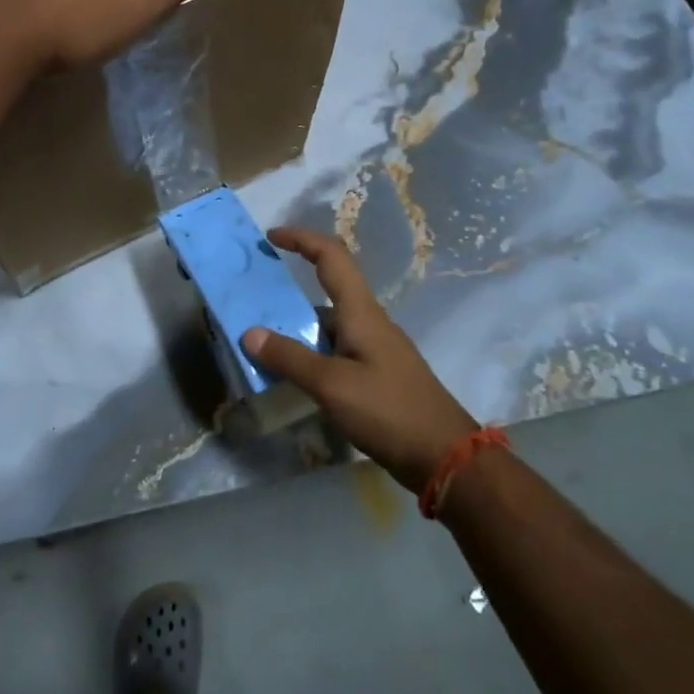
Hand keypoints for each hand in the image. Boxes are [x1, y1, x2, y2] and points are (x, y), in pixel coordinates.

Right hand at [243, 228, 474, 493]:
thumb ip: (290, 358)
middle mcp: (368, 322)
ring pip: (328, 326)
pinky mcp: (375, 375)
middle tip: (252, 306)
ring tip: (260, 346)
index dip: (301, 239)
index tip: (270, 237)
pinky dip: (309, 355)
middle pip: (326, 292)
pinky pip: (334, 352)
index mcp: (361, 312)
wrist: (444, 456)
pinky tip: (290, 377)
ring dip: (295, 330)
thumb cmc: (389, 410)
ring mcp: (374, 350)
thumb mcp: (332, 385)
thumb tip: (250, 332)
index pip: (331, 257)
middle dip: (288, 293)